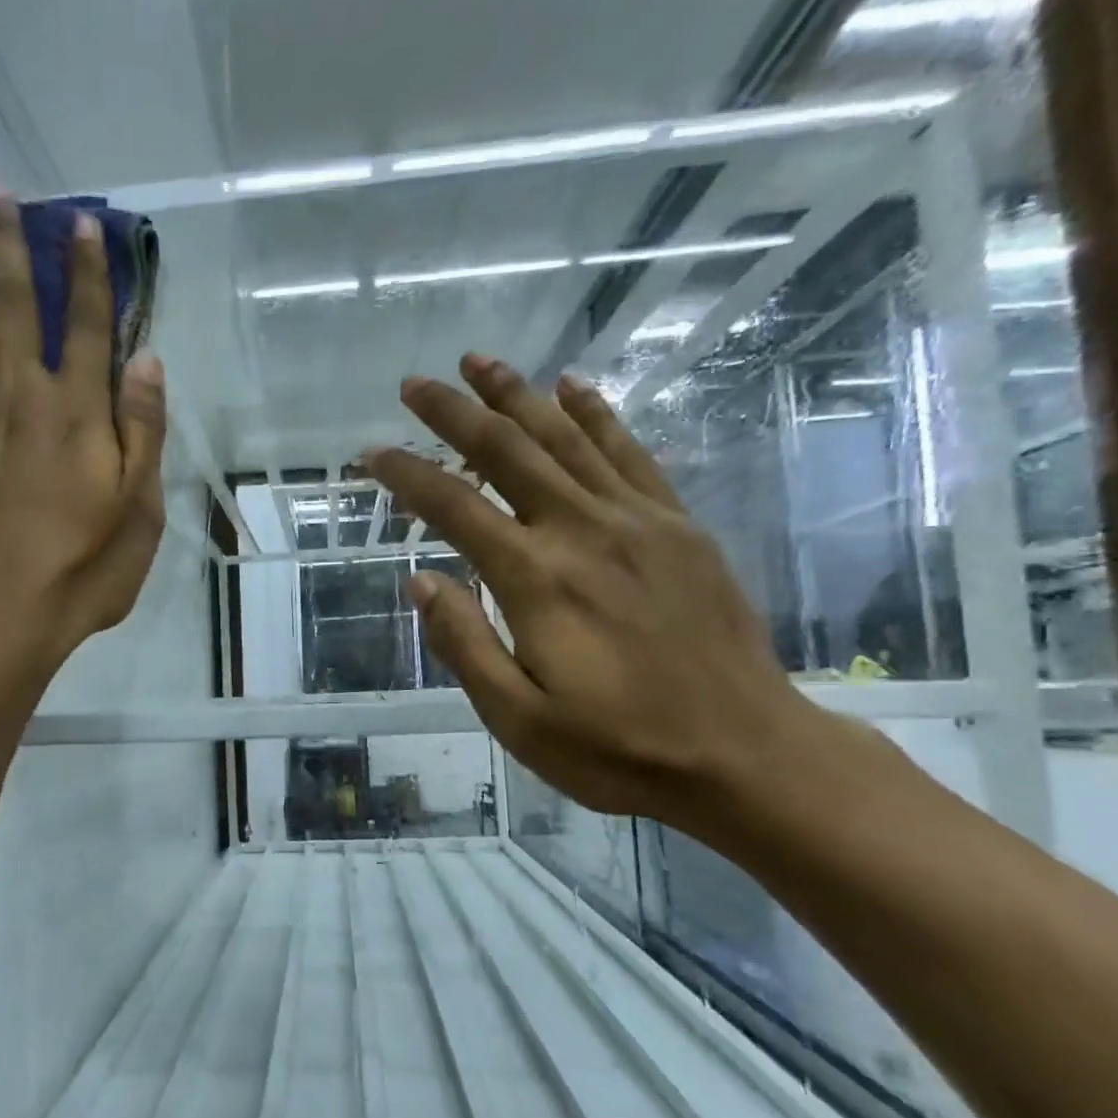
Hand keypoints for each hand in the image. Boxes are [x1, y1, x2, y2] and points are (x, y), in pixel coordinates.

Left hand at [0, 197, 166, 675]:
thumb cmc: (81, 568)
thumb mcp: (139, 511)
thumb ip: (143, 432)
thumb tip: (147, 362)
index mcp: (76, 412)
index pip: (87, 324)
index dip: (89, 272)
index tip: (83, 225)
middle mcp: (19, 395)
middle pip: (14, 304)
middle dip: (11, 245)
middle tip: (1, 194)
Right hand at [364, 354, 811, 827]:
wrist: (745, 755)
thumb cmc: (619, 748)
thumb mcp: (518, 718)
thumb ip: (464, 644)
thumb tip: (421, 579)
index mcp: (535, 579)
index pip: (454, 508)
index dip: (407, 475)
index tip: (372, 454)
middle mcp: (582, 531)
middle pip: (507, 451)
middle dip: (456, 412)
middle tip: (416, 383)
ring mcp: (638, 521)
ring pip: (566, 438)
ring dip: (517, 395)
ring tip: (480, 361)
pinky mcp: (679, 527)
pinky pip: (630, 453)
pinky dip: (596, 414)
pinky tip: (573, 387)